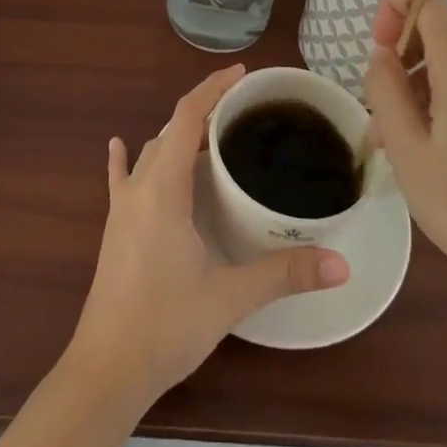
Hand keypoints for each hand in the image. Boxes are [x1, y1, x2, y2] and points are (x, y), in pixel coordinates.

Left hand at [65, 65, 349, 409]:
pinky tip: (119, 146)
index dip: (212, 89)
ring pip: (151, 153)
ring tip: (211, 135)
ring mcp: (121, 207)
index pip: (186, 117)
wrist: (106, 371)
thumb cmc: (166, 325)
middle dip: (203, 112)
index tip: (241, 75)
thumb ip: (284, 275)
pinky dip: (125, 158)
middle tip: (242, 112)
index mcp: (164, 188)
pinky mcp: (113, 228)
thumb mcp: (230, 297)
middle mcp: (139, 187)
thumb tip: (340, 264)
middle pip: (170, 130)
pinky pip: (120, 179)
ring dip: (177, 136)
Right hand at [363, 0, 446, 301]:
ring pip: (445, 60)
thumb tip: (382, 55)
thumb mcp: (406, 150)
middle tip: (379, 117)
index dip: (392, 5)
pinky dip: (438, 98)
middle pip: (433, 30)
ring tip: (395, 143)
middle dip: (397, 61)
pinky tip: (427, 147)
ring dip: (414, 87)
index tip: (378, 50)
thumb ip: (385, 89)